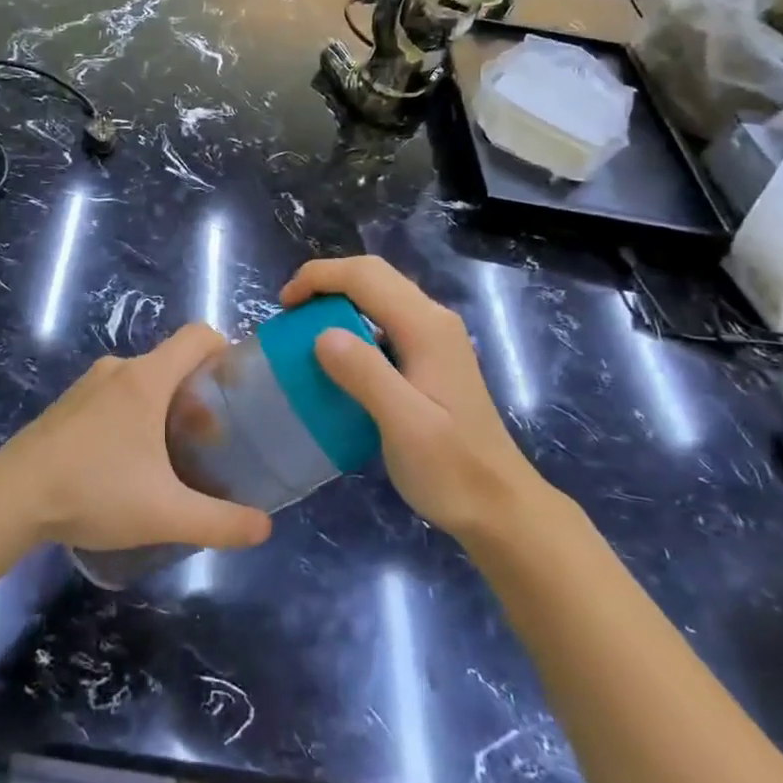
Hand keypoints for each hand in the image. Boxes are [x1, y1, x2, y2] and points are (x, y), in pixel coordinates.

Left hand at [0, 324, 274, 552]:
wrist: (11, 497)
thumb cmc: (94, 491)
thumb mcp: (165, 514)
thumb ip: (221, 522)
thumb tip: (265, 528)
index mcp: (147, 378)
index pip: (198, 336)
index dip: (226, 351)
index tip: (239, 389)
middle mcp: (119, 369)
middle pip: (173, 362)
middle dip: (199, 394)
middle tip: (212, 439)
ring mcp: (88, 384)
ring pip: (143, 381)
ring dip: (165, 407)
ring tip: (173, 455)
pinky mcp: (68, 404)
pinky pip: (115, 395)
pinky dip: (134, 415)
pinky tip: (128, 462)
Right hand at [280, 256, 554, 540]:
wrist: (499, 507)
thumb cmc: (451, 469)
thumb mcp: (405, 425)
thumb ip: (365, 375)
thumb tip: (321, 335)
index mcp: (426, 327)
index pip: (365, 276)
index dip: (319, 278)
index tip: (283, 307)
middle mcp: (433, 320)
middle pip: (373, 275)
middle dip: (325, 282)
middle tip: (290, 313)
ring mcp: (434, 338)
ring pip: (378, 295)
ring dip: (337, 300)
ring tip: (304, 329)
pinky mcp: (429, 357)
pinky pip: (383, 320)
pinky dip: (351, 323)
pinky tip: (337, 357)